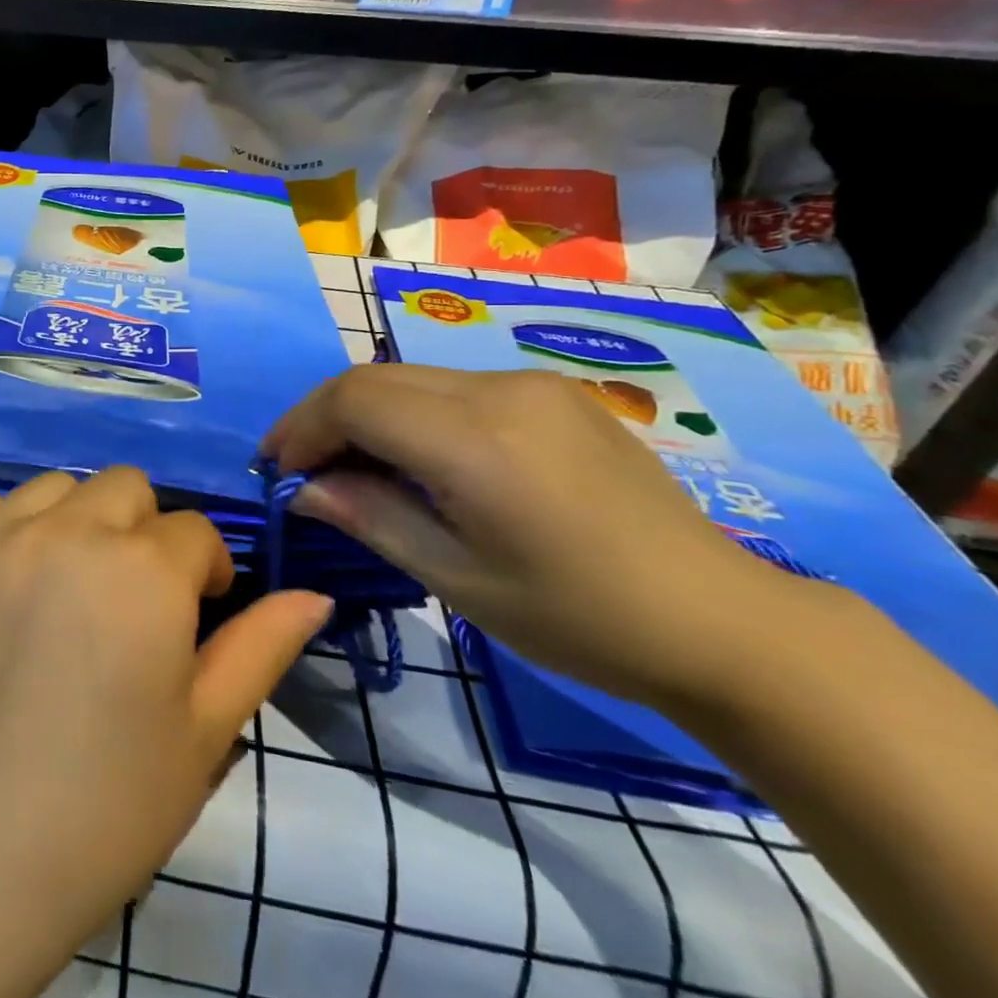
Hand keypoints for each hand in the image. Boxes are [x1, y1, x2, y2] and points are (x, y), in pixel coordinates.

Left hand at [0, 468, 334, 997]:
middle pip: (126, 488)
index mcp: (145, 571)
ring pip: (56, 488)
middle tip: (129, 600)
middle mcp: (70, 532)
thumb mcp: (203, 733)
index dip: (205, 570)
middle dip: (143, 533)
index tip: (194, 613)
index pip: (195, 531)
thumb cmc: (102, 810)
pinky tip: (3, 583)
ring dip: (76, 522)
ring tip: (65, 589)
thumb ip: (261, 648)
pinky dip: (4, 528)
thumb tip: (312, 595)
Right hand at [262, 364, 799, 707]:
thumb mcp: (458, 580)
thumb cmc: (580, 618)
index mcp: (476, 442)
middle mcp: (500, 390)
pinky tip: (418, 458)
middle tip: (303, 469)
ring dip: (366, 413)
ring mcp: (531, 383)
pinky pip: (453, 386)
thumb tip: (304, 489)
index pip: (353, 401)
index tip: (278, 470)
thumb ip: (370, 518)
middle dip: (323, 417)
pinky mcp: (552, 391)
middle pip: (374, 378)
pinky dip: (411, 413)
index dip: (301, 428)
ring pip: (410, 377)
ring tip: (354, 468)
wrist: (719, 619)